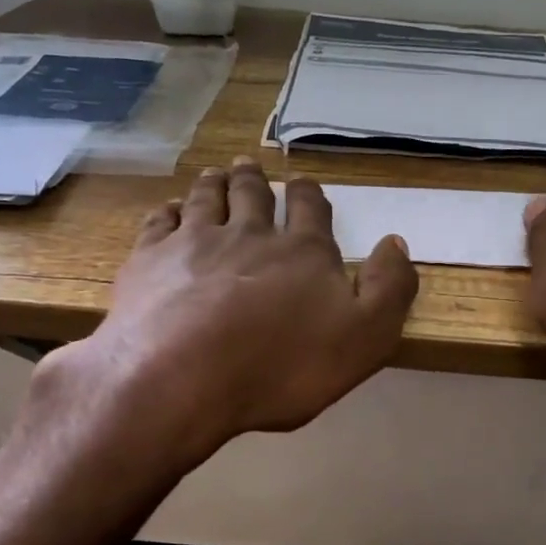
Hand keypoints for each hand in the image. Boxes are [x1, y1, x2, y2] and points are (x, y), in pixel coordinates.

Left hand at [45, 158, 417, 464]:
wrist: (181, 378)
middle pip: (253, 195)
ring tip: (214, 174)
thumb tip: (396, 242)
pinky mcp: (148, 260)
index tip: (302, 182)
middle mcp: (249, 233)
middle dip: (254, 180)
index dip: (308, 193)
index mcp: (302, 251)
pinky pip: (160, 222)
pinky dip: (168, 211)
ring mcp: (194, 242)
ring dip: (213, 183)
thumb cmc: (281, 366)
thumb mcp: (364, 338)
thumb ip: (389, 289)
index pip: (309, 209)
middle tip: (249, 166)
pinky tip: (168, 211)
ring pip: (206, 198)